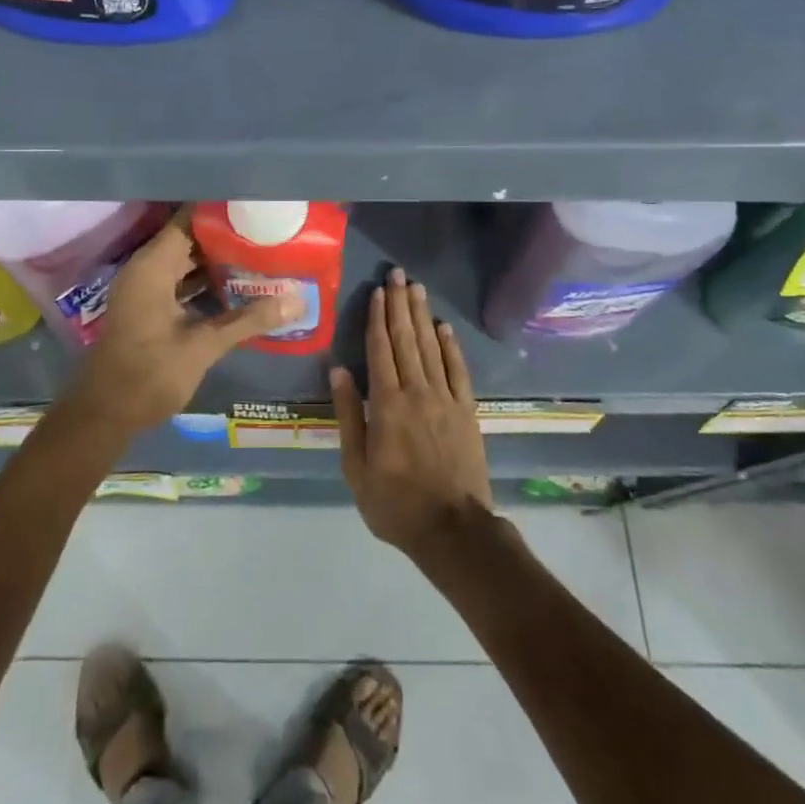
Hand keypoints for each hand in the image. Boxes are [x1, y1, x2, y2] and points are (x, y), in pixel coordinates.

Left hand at [72, 209, 297, 435]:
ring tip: (261, 253)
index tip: (254, 205)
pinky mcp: (149, 308)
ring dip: (218, 261)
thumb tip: (298, 301)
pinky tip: (239, 287)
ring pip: (186, 262)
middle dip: (226, 236)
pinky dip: (206, 282)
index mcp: (152, 267)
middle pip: (189, 239)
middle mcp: (146, 269)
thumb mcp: (203, 346)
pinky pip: (180, 282)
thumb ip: (249, 320)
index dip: (220, 211)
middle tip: (267, 231)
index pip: (188, 220)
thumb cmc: (149, 374)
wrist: (105, 415)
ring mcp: (145, 289)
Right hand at [332, 267, 493, 558]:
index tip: (376, 291)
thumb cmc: (395, 502)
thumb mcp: (356, 466)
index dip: (376, 317)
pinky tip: (444, 327)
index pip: (380, 349)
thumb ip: (348, 415)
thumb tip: (338, 370)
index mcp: (386, 404)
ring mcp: (445, 399)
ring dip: (422, 316)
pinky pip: (458, 370)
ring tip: (416, 288)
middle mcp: (416, 391)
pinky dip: (451, 347)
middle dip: (399, 304)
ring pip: (431, 347)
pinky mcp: (466, 411)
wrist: (452, 529)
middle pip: (406, 339)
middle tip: (397, 274)